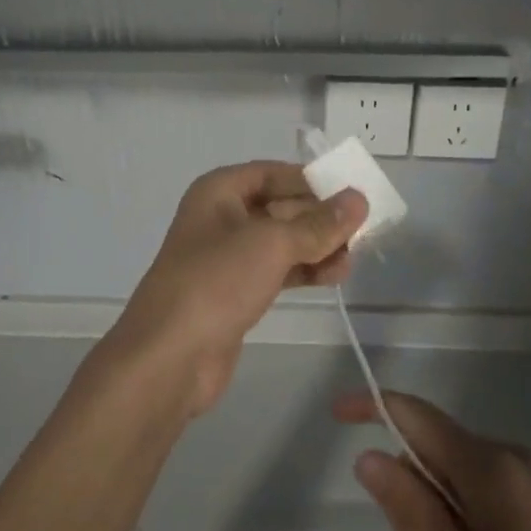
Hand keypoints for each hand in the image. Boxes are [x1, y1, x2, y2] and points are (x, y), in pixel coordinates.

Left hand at [111, 162, 364, 416]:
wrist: (169, 358)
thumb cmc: (217, 281)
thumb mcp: (272, 243)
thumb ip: (319, 223)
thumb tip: (358, 200)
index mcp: (219, 191)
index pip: (273, 172)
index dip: (311, 179)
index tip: (350, 191)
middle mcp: (222, 217)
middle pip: (280, 206)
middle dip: (319, 216)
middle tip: (361, 228)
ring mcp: (227, 257)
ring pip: (281, 241)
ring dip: (316, 246)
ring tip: (352, 258)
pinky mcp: (235, 292)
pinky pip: (277, 269)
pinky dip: (305, 270)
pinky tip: (334, 276)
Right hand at [338, 391, 530, 530]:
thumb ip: (412, 508)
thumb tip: (369, 454)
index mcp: (489, 466)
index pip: (417, 414)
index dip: (373, 406)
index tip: (337, 413)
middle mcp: (513, 455)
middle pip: (438, 447)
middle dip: (410, 485)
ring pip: (462, 470)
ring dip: (437, 507)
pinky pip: (489, 487)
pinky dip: (465, 514)